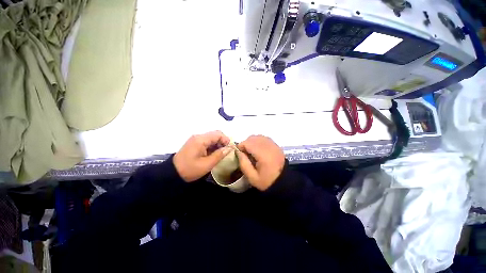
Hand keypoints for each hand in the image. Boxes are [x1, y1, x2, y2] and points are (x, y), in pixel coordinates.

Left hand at [174, 131, 231, 181]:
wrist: (172, 174)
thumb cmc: (190, 169)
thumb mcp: (207, 164)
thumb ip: (219, 155)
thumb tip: (229, 148)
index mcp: (201, 140)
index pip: (218, 134)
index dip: (226, 140)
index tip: (230, 149)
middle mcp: (198, 136)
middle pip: (215, 135)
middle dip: (223, 142)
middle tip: (226, 152)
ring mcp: (196, 139)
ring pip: (211, 138)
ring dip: (218, 144)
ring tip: (220, 154)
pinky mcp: (194, 143)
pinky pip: (207, 142)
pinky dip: (212, 146)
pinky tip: (213, 154)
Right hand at [236, 135, 284, 190]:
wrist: (284, 182)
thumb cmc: (267, 181)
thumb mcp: (252, 177)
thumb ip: (243, 164)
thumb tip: (238, 152)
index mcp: (263, 155)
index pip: (248, 143)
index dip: (241, 146)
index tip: (239, 153)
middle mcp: (269, 146)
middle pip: (253, 138)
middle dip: (246, 143)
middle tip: (244, 153)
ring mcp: (273, 145)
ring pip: (258, 136)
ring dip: (252, 142)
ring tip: (251, 151)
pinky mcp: (276, 145)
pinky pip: (264, 138)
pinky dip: (258, 141)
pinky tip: (258, 149)